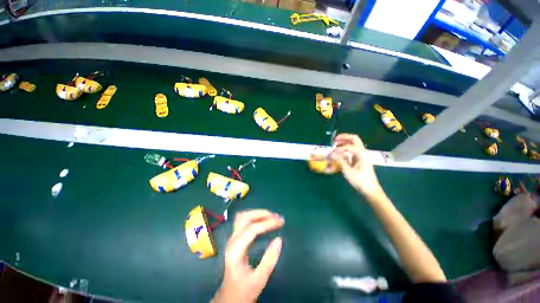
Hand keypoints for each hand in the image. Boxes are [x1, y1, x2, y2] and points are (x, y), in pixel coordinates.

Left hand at [213, 210, 283, 302]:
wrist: (229, 298)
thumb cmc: (243, 291)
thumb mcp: (259, 279)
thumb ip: (269, 260)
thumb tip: (279, 239)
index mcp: (235, 251)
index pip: (252, 229)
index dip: (267, 223)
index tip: (280, 222)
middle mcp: (232, 241)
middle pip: (245, 217)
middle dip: (262, 214)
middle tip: (276, 216)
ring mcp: (232, 239)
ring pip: (243, 217)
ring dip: (257, 214)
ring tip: (272, 216)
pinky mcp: (235, 239)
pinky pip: (243, 221)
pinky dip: (254, 217)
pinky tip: (263, 220)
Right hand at [330, 133, 382, 199]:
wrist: (370, 189)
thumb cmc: (360, 181)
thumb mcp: (349, 172)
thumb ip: (340, 161)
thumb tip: (331, 154)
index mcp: (362, 154)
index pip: (349, 146)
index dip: (339, 148)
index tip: (332, 153)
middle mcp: (362, 152)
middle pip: (354, 139)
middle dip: (344, 137)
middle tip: (334, 140)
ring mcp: (361, 154)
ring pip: (354, 143)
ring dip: (344, 141)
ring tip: (335, 144)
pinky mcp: (359, 158)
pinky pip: (352, 149)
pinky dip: (345, 147)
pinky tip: (339, 151)